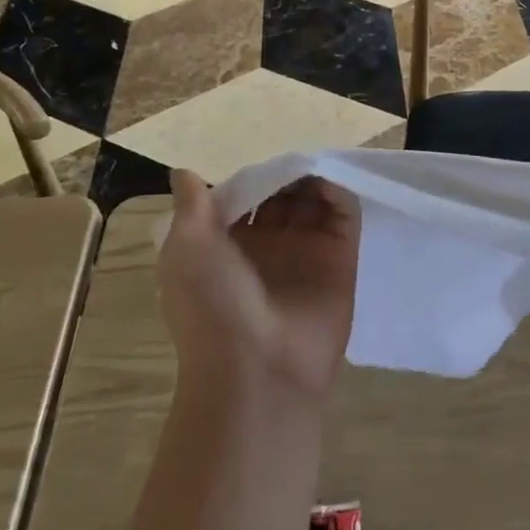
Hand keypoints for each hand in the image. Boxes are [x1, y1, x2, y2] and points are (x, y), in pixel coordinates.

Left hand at [158, 169, 361, 405]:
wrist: (256, 372)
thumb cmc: (212, 306)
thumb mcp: (187, 249)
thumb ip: (192, 206)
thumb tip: (185, 172)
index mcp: (229, 247)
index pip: (245, 198)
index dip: (252, 177)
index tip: (258, 158)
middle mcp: (270, 248)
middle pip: (283, 196)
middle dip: (285, 174)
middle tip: (290, 157)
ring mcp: (307, 252)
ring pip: (315, 201)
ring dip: (313, 178)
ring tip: (310, 162)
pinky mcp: (341, 258)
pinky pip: (345, 215)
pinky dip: (340, 191)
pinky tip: (328, 178)